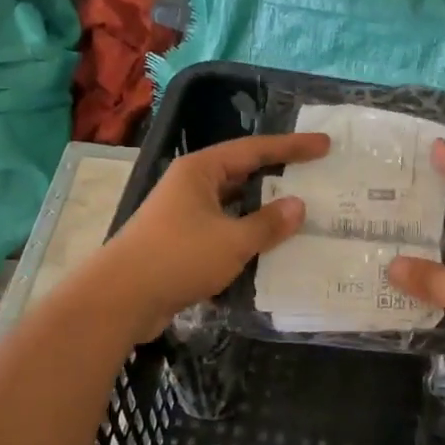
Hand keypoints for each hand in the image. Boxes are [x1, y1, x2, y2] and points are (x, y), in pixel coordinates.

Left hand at [93, 131, 329, 341]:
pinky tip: (269, 248)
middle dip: (278, 176)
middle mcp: (191, 185)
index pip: (255, 149)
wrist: (120, 299)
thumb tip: (297, 206)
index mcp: (200, 171)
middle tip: (315, 177)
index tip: (325, 145)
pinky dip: (247, 234)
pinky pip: (223, 230)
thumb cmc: (177, 258)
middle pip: (242, 173)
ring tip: (300, 213)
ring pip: (233, 204)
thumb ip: (268, 223)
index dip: (292, 147)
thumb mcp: (232, 240)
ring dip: (263, 209)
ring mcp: (183, 214)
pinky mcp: (181, 242)